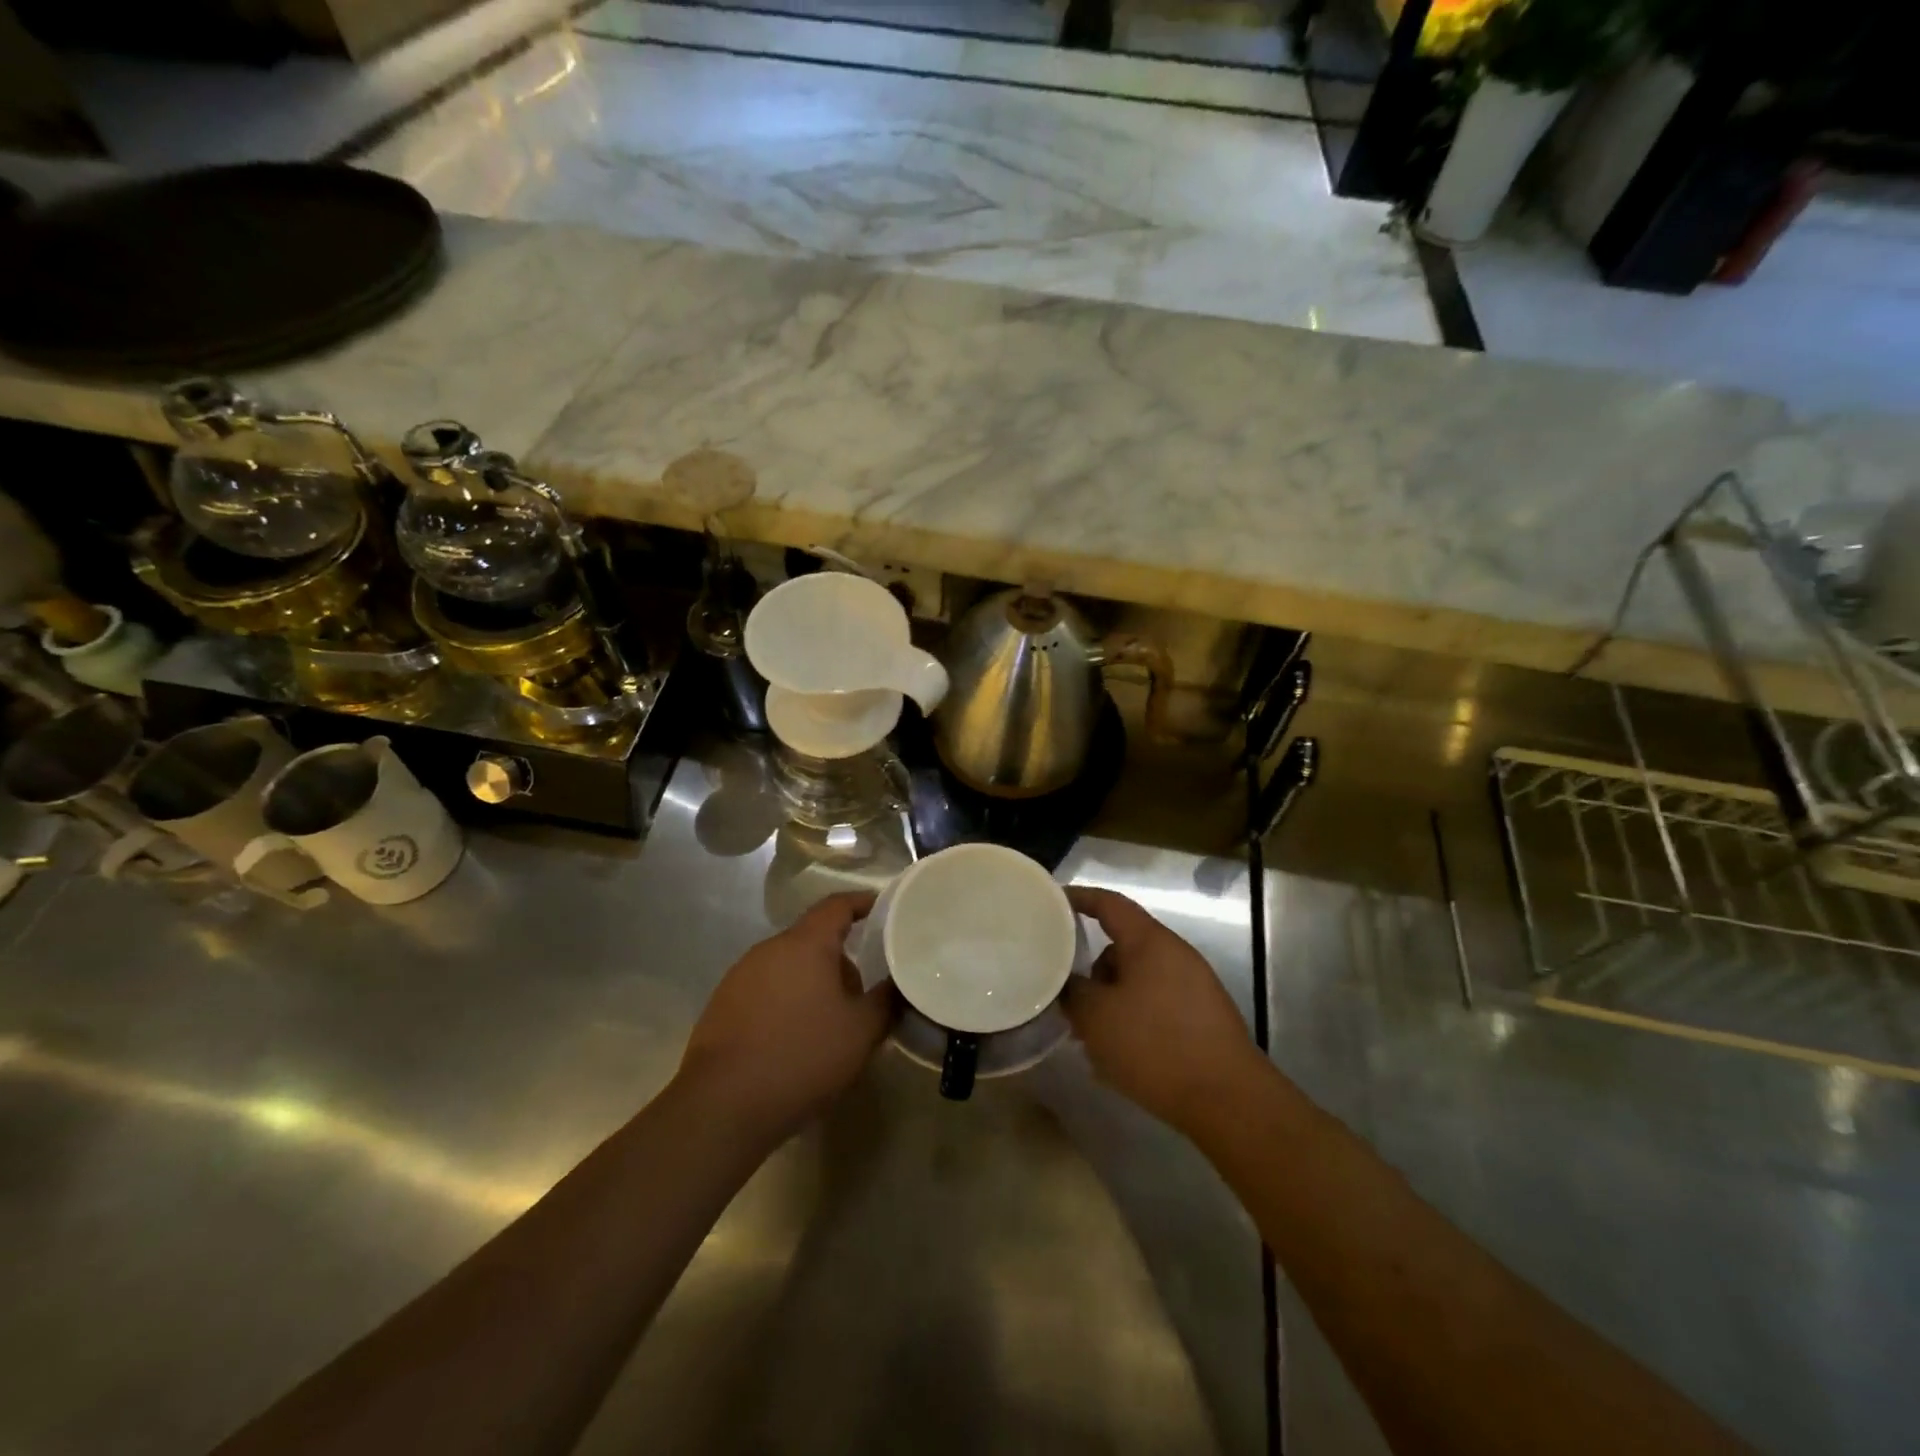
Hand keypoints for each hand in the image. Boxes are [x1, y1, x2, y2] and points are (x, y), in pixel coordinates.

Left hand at [677, 892, 892, 1145]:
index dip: (861, 902)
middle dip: (840, 960)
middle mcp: (769, 949)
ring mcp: (740, 976)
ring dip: (812, 984)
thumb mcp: (861, 1032)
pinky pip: (765, 991)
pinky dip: (785, 1003)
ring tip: (830, 1023)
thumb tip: (898, 983)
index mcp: (805, 944)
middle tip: (862, 993)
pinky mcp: (721, 1005)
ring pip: (788, 967)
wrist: (721, 1106)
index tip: (882, 909)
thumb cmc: (802, 1056)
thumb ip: (886, 1001)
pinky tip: (793, 1041)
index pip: (836, 905)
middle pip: (812, 940)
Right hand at [1064, 887, 1260, 1132]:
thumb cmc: (1155, 1045)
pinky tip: (1120, 1056)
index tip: (1052, 903)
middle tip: (1068, 997)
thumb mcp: (1096, 1017)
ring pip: (1137, 981)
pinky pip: (1155, 1005)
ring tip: (1092, 1039)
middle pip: (1122, 947)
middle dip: (1092, 970)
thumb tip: (1070, 983)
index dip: (1079, 898)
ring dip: (1111, 1001)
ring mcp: (1193, 986)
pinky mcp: (1202, 1017)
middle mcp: (1175, 954)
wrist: (1228, 1099)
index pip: (1109, 903)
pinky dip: (1133, 1020)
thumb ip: (1073, 991)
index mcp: (1149, 942)